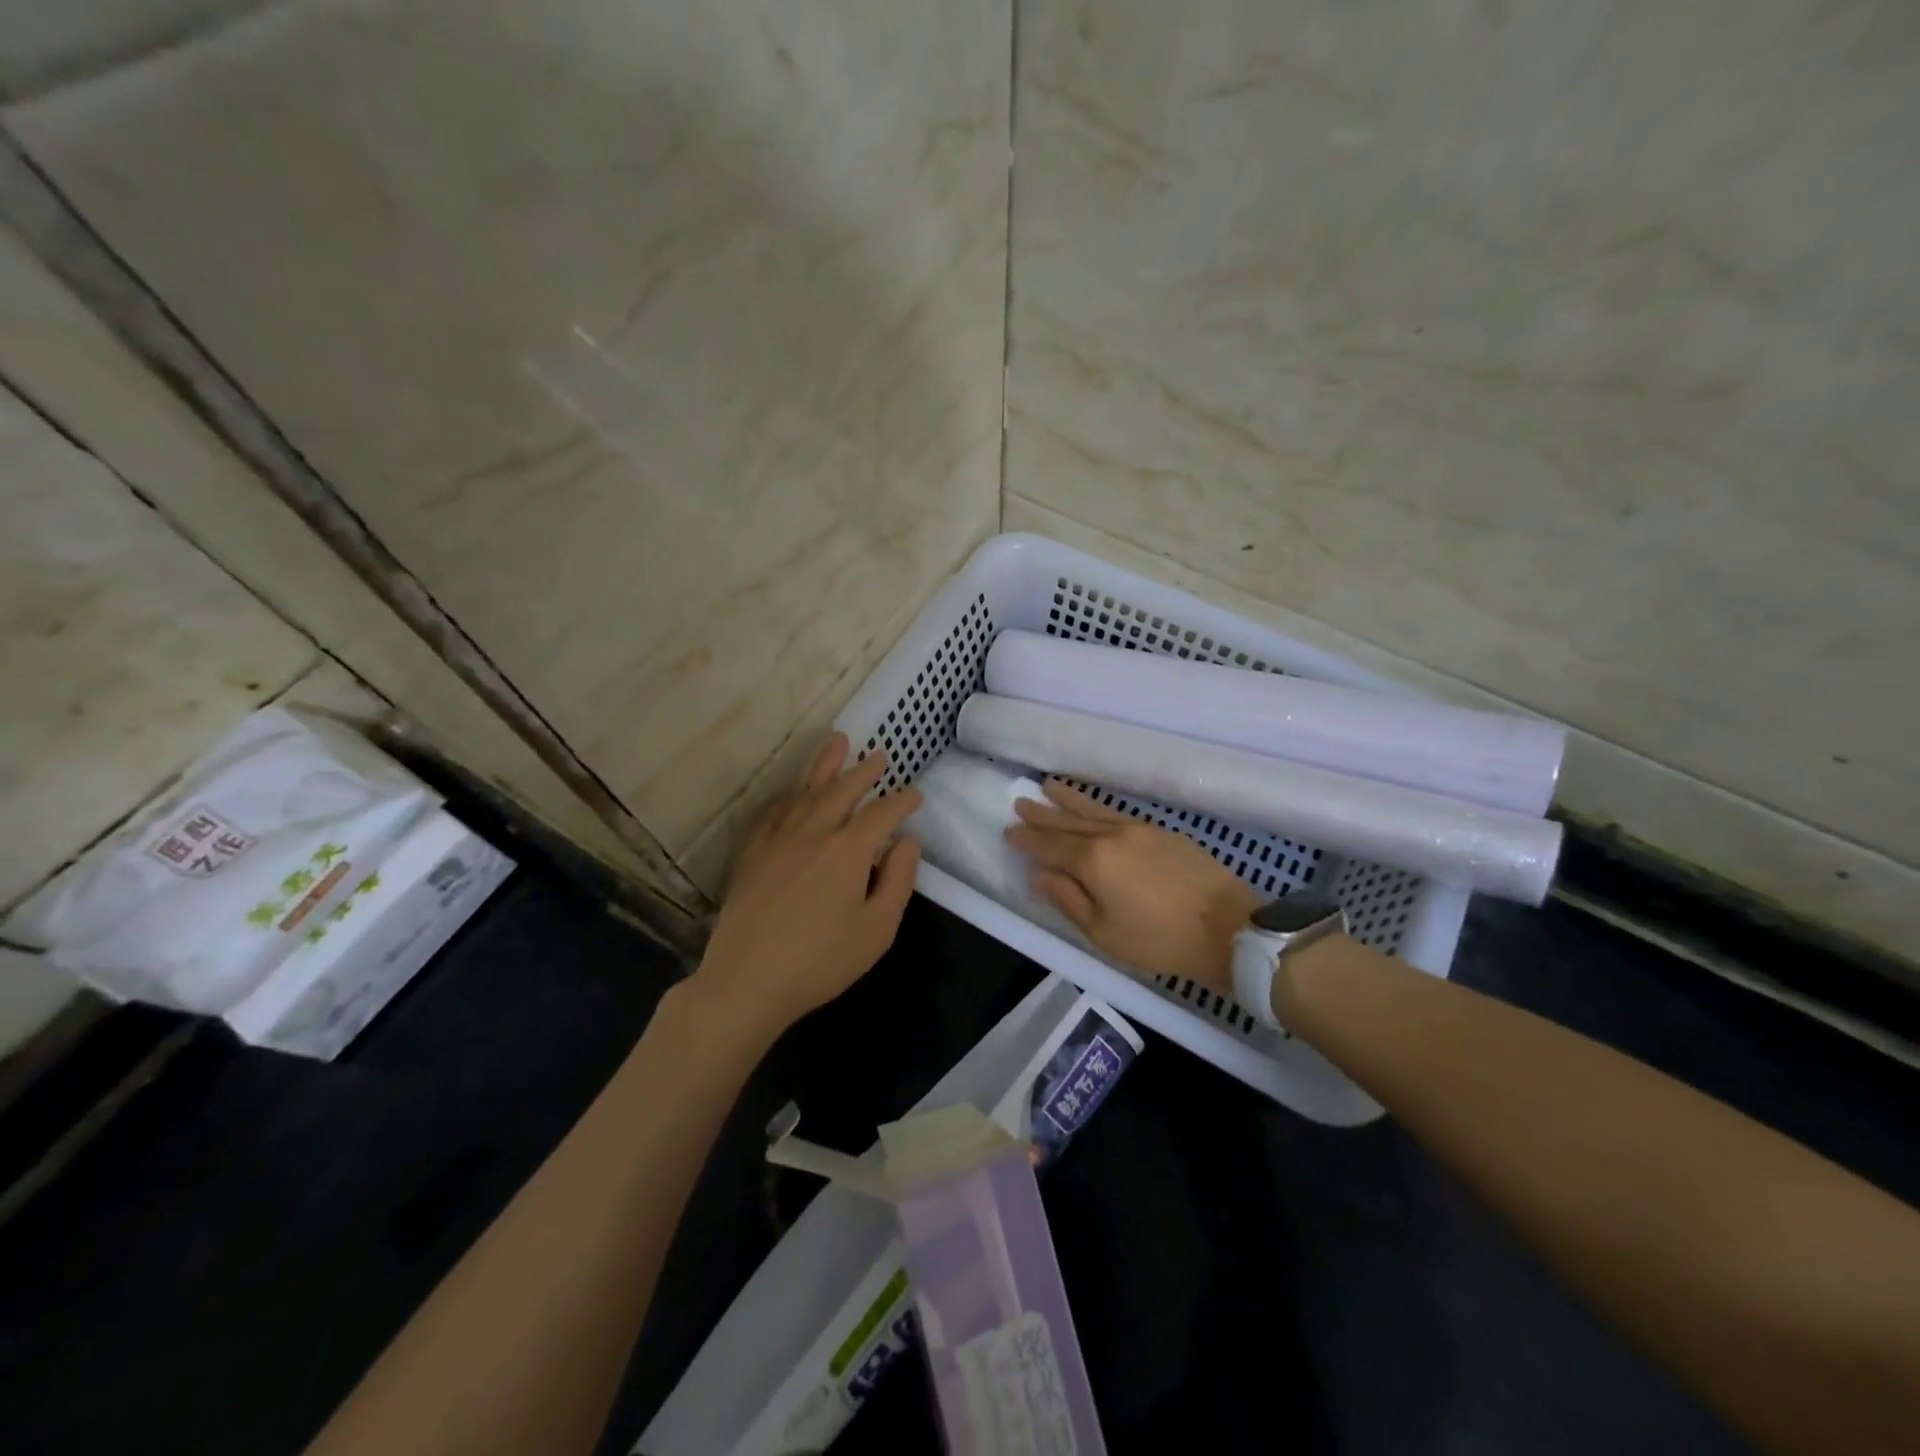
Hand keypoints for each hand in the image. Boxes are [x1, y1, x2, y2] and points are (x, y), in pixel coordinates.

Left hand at [691, 734, 921, 1042]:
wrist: (747, 980)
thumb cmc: (821, 961)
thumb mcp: (877, 929)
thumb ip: (898, 880)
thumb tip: (907, 841)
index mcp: (849, 850)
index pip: (882, 813)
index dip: (902, 801)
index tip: (915, 794)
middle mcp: (813, 832)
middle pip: (843, 790)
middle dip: (864, 771)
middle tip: (879, 755)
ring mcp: (778, 839)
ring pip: (806, 791)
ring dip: (825, 766)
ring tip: (837, 742)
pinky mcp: (752, 853)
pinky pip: (773, 811)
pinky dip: (788, 795)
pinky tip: (793, 792)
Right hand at [1006, 780, 1258, 992]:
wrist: (1230, 928)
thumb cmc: (1161, 941)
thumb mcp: (1104, 933)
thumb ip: (1068, 900)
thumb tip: (1041, 875)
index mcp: (1093, 860)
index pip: (1051, 845)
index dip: (1028, 840)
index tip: (1008, 831)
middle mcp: (1112, 835)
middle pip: (1070, 821)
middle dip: (1043, 813)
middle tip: (1020, 801)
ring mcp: (1140, 829)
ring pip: (1095, 810)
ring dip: (1069, 799)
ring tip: (1049, 785)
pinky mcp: (1163, 832)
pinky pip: (1118, 812)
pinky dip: (1097, 807)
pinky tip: (1093, 808)